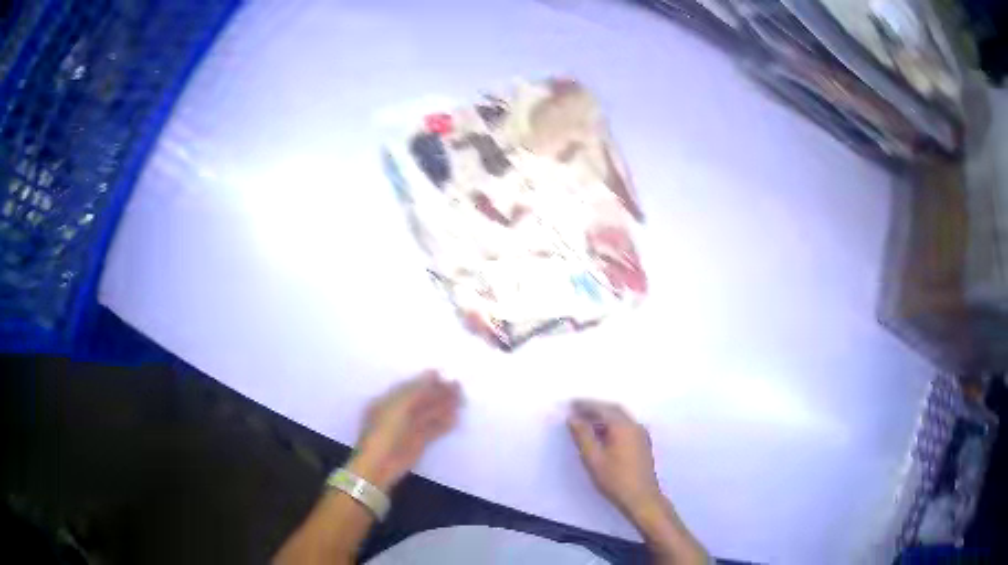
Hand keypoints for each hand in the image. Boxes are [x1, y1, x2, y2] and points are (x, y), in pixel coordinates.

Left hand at [348, 370, 461, 491]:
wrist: (380, 464)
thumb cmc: (384, 431)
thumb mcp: (399, 406)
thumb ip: (417, 390)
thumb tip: (433, 374)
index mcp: (388, 401)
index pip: (410, 387)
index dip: (426, 381)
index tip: (443, 375)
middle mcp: (399, 412)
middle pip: (422, 400)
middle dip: (439, 393)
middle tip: (459, 387)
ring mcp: (409, 428)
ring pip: (429, 414)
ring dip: (445, 407)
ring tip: (462, 400)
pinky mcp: (418, 442)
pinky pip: (433, 430)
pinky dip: (445, 424)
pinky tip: (456, 418)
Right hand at [567, 400, 662, 516]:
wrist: (641, 498)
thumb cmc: (615, 479)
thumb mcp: (593, 458)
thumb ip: (583, 436)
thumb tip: (573, 419)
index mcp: (623, 426)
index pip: (602, 409)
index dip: (585, 405)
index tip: (571, 404)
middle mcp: (634, 425)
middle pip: (613, 410)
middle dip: (595, 408)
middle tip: (577, 410)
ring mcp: (641, 434)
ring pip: (620, 418)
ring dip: (603, 416)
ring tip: (585, 422)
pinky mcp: (642, 443)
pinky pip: (625, 426)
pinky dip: (611, 424)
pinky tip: (601, 434)